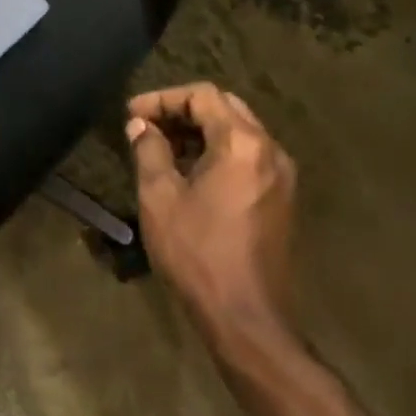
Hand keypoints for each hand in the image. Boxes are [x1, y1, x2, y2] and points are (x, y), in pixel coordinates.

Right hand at [127, 82, 296, 348]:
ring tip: (162, 148)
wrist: (247, 319)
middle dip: (183, 111)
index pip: (203, 96)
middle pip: (225, 108)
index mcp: (242, 142)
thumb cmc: (198, 254)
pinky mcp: (282, 198)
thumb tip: (140, 125)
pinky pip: (248, 157)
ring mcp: (281, 174)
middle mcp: (269, 149)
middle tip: (147, 126)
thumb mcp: (160, 198)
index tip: (133, 114)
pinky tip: (191, 173)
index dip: (163, 98)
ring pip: (238, 132)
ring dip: (201, 132)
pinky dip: (218, 153)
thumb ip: (149, 151)